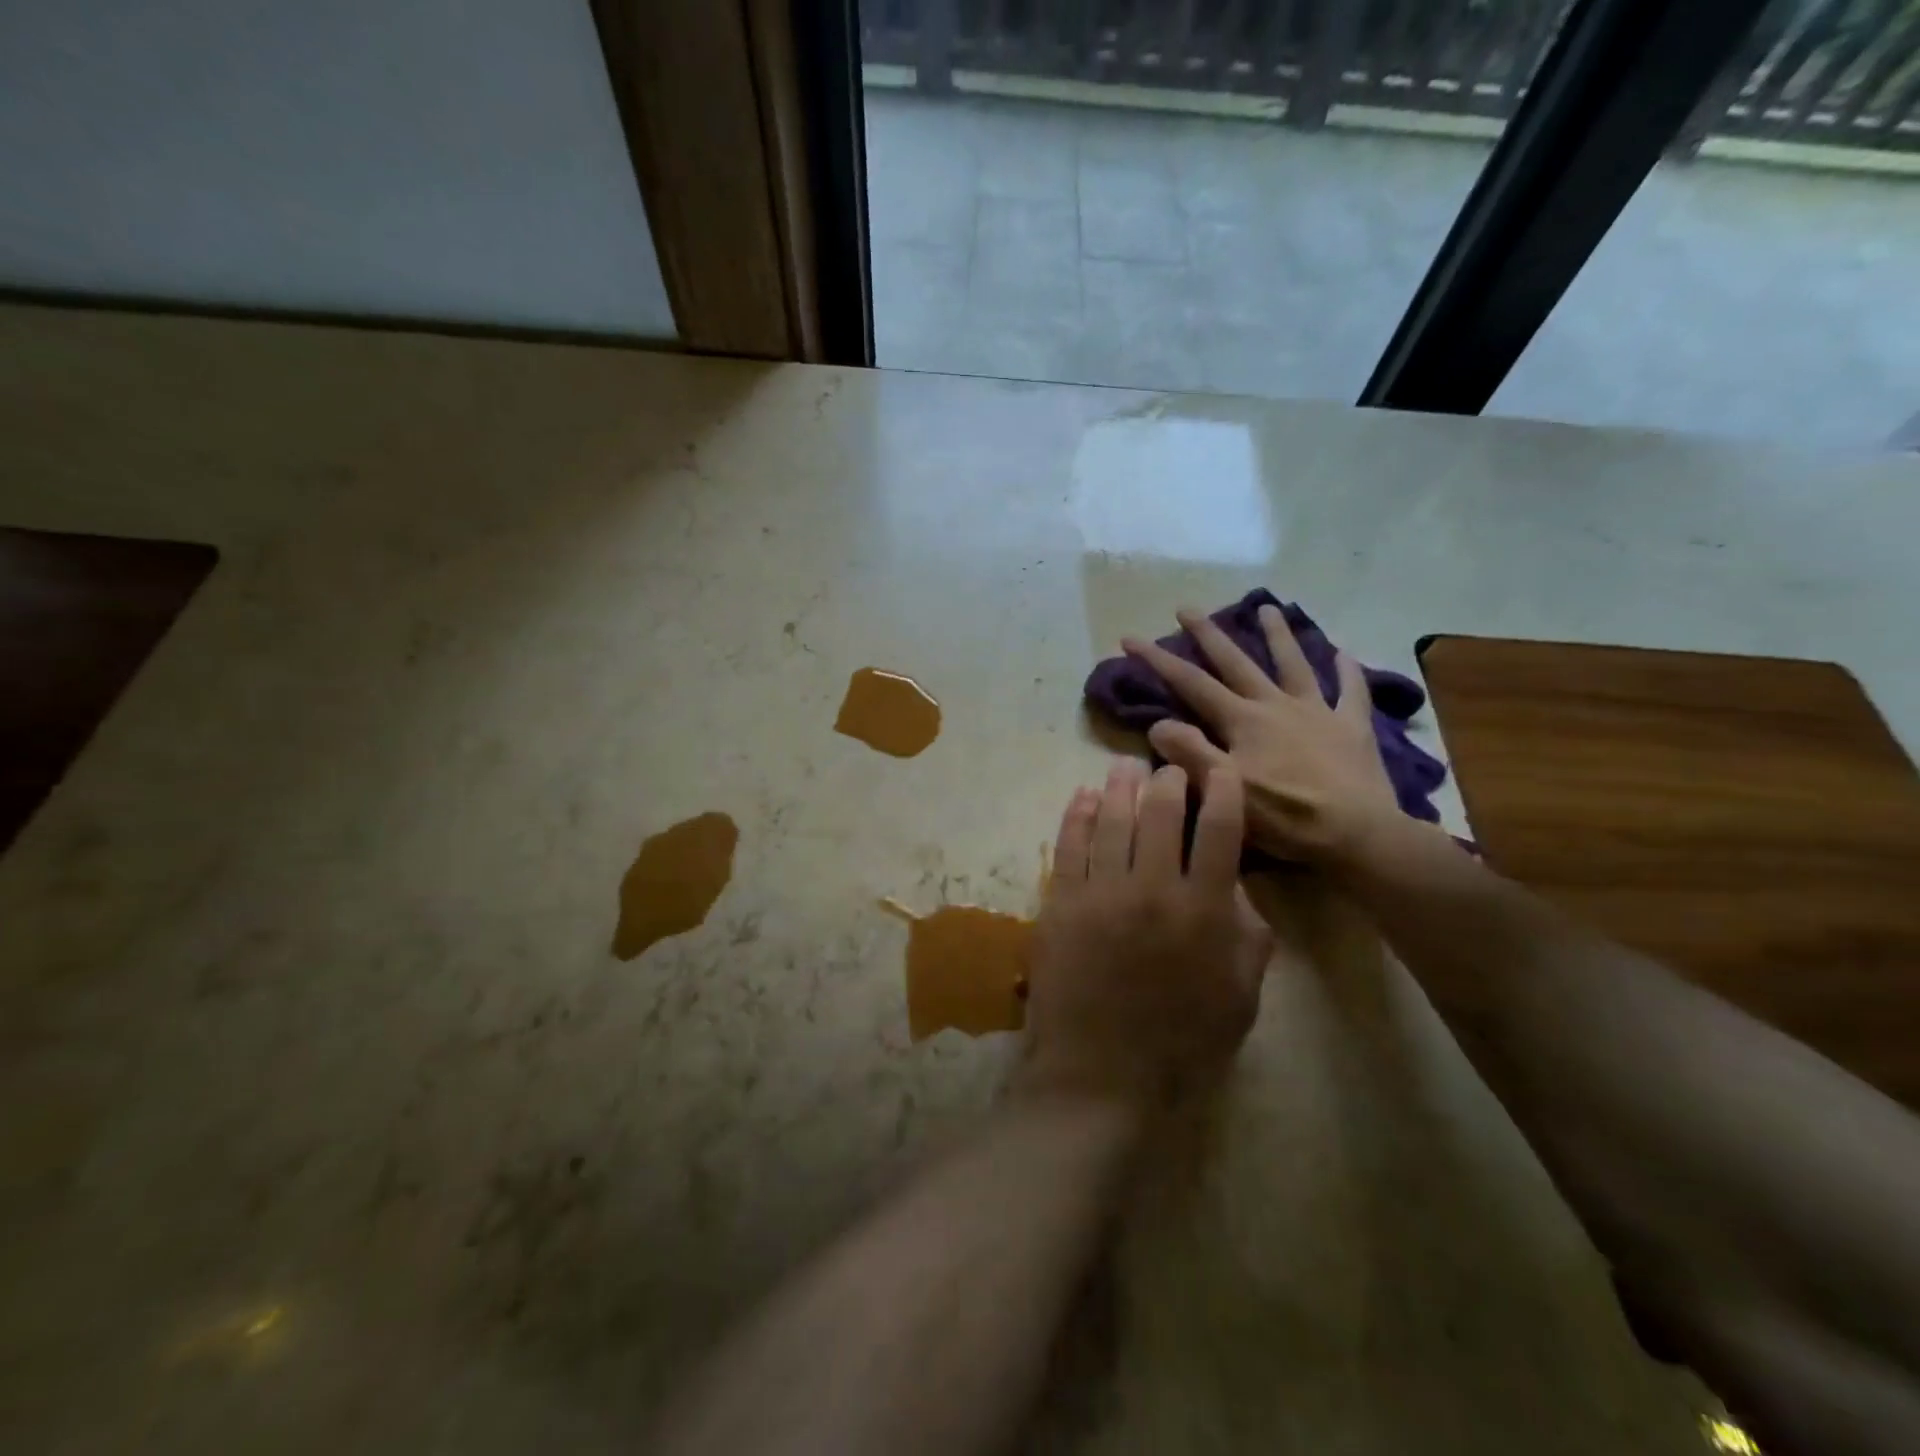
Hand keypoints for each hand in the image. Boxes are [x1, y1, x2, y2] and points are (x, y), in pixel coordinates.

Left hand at [1021, 759, 1270, 1105]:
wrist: (1101, 1076)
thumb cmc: (1181, 1044)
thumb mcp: (1240, 997)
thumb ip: (1248, 936)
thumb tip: (1237, 886)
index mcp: (1204, 910)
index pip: (1219, 828)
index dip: (1222, 788)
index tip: (1219, 767)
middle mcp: (1152, 888)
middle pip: (1160, 812)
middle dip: (1167, 780)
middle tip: (1168, 768)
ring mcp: (1101, 893)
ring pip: (1111, 819)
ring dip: (1118, 786)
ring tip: (1123, 767)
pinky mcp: (1061, 903)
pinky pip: (1069, 845)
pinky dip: (1076, 814)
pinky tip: (1081, 796)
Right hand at [1121, 605, 1401, 867]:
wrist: (1358, 834)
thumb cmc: (1285, 816)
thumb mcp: (1225, 789)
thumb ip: (1190, 754)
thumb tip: (1157, 723)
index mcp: (1243, 720)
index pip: (1191, 683)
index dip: (1158, 659)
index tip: (1130, 637)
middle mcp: (1276, 705)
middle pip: (1237, 662)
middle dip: (1208, 634)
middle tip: (1187, 608)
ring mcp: (1317, 712)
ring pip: (1294, 664)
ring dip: (1279, 635)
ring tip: (1268, 608)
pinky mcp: (1351, 728)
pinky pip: (1351, 692)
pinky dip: (1347, 671)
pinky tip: (1344, 653)